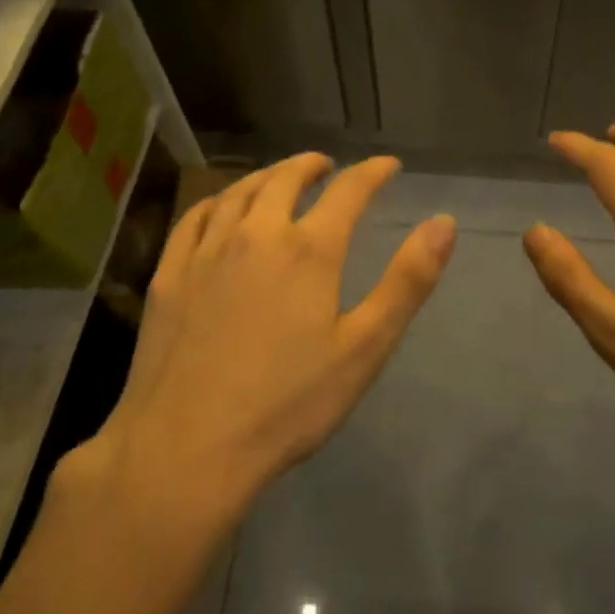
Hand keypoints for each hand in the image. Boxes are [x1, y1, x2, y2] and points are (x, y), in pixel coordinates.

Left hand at [87, 154, 455, 522]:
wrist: (187, 448)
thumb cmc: (287, 403)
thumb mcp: (365, 347)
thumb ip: (408, 281)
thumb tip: (444, 222)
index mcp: (309, 250)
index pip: (349, 191)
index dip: (372, 173)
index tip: (387, 165)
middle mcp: (256, 234)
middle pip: (286, 179)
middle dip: (312, 165)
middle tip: (327, 166)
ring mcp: (206, 252)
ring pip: (239, 191)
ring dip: (266, 175)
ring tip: (280, 177)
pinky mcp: (170, 275)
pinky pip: (194, 218)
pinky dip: (218, 200)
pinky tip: (222, 208)